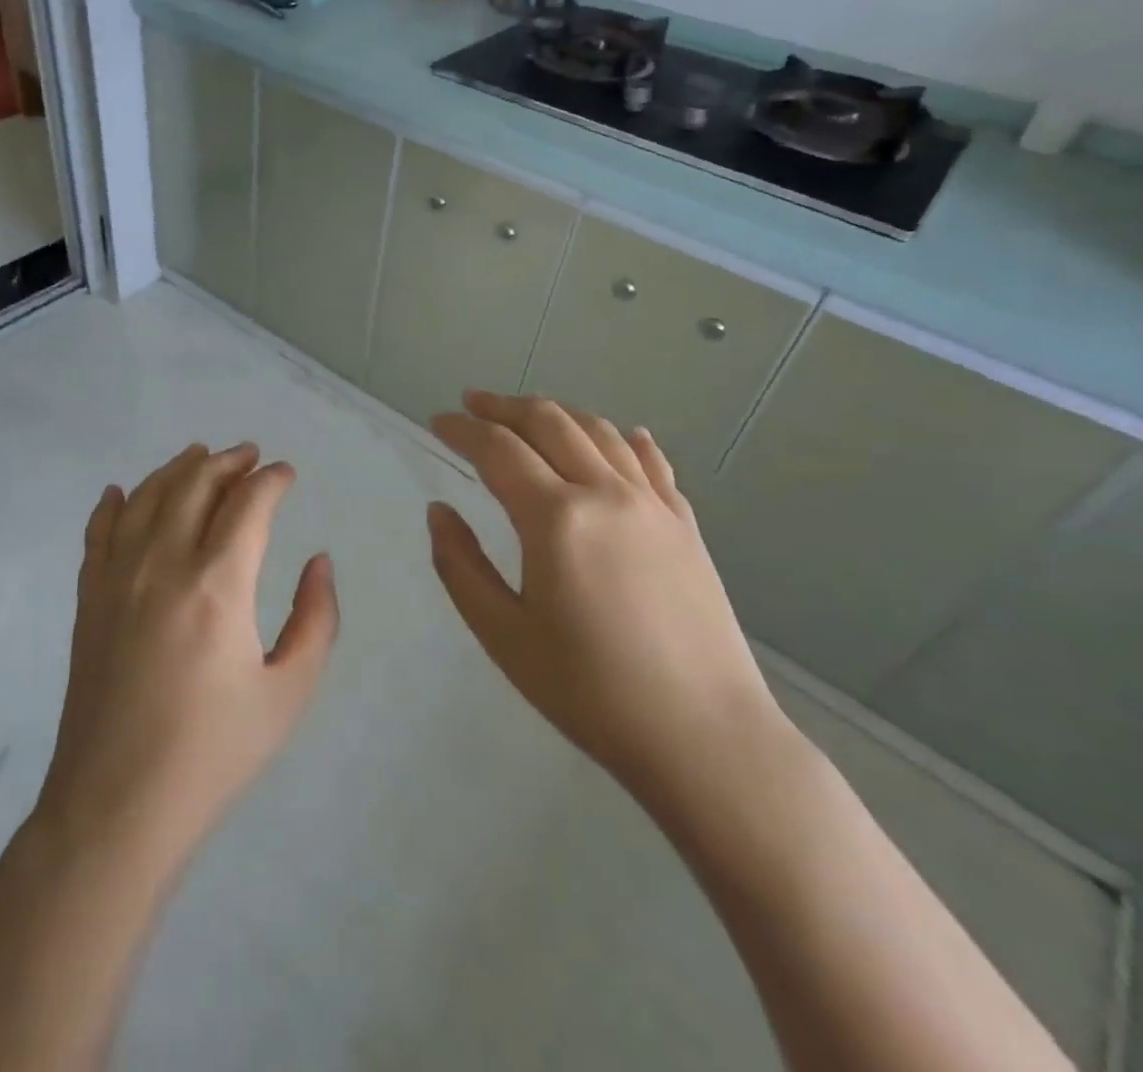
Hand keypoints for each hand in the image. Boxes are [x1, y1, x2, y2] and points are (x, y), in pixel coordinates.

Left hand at [34, 443, 338, 873]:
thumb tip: (319, 561)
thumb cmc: (213, 753)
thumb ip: (315, 620)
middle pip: (195, 484)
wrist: (117, 804)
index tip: (287, 473)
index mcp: (218, 584)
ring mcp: (118, 577)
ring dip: (177, 468)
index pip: (248, 503)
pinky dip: (113, 503)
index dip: (271, 480)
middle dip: (228, 461)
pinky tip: (120, 492)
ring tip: (199, 455)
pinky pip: (99, 531)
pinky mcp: (88, 597)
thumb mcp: (288, 693)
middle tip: (249, 455)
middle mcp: (164, 563)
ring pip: (147, 496)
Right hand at [426, 391, 783, 807]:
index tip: (436, 421)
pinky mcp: (685, 526)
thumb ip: (460, 565)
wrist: (705, 738)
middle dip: (504, 406)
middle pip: (549, 423)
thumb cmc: (590, 691)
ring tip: (528, 414)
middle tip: (473, 403)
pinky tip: (620, 435)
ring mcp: (653, 505)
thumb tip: (438, 511)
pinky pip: (651, 463)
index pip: (497, 449)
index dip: (461, 429)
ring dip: (557, 413)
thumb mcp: (503, 635)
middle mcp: (605, 493)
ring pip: (599, 432)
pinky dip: (625, 439)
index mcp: (555, 518)